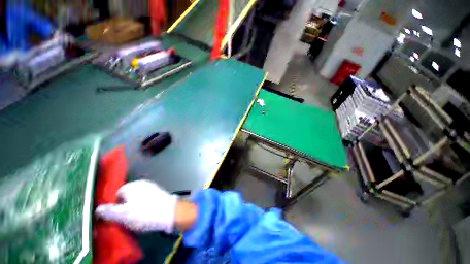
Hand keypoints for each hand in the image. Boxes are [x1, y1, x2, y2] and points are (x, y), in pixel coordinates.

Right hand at [95, 180, 177, 232]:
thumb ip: (108, 212)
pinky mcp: (159, 193)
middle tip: (127, 219)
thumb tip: (97, 209)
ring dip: (135, 208)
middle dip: (125, 207)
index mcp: (132, 185)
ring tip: (137, 218)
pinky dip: (144, 206)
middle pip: (127, 196)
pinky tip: (147, 214)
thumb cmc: (144, 213)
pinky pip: (146, 200)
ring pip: (137, 199)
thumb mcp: (122, 215)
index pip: (117, 194)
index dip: (115, 206)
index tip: (118, 217)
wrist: (169, 212)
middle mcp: (142, 183)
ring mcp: (152, 187)